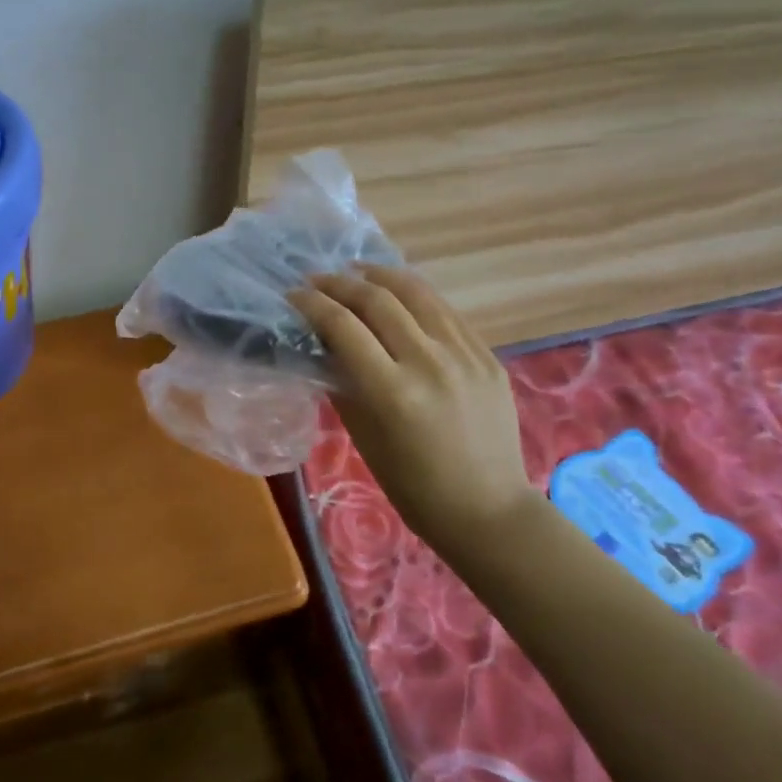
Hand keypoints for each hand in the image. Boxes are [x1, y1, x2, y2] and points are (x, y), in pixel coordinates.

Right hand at [291, 265, 532, 548]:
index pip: (343, 327)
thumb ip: (344, 385)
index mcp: (393, 392)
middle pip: (378, 300)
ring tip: (356, 271)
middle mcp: (430, 363)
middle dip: (340, 283)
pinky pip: (446, 312)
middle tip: (317, 280)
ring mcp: (465, 355)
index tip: (293, 295)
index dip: (313, 304)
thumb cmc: (414, 487)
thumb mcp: (365, 438)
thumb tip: (323, 346)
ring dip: (380, 276)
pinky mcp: (487, 356)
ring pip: (417, 294)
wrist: (488, 510)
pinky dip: (415, 296)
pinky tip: (399, 294)